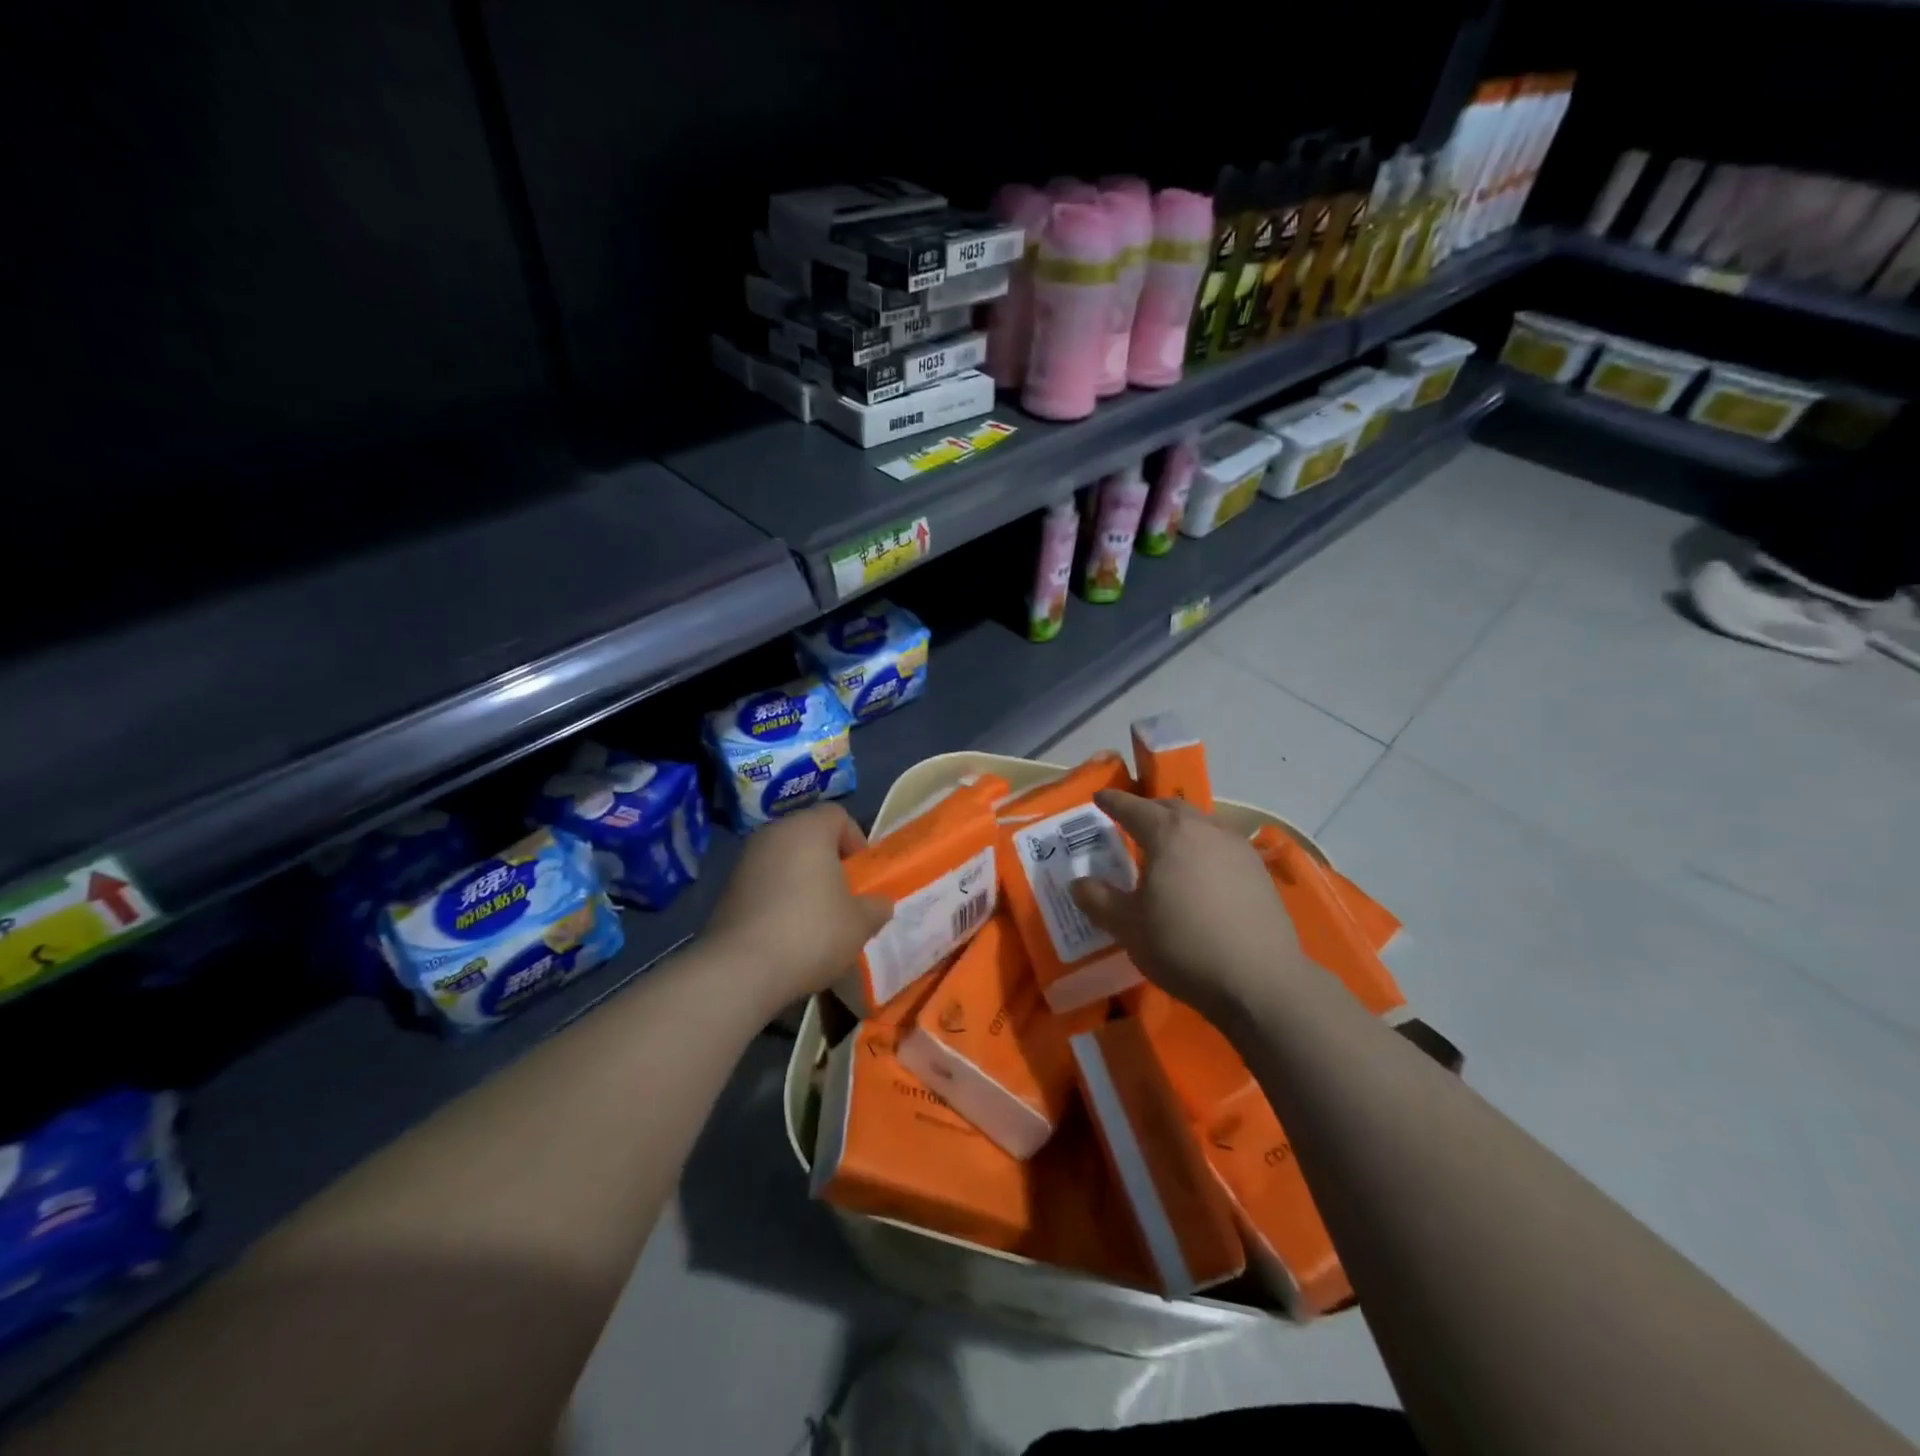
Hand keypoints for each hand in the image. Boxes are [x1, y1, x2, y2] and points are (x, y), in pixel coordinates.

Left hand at [702, 803, 893, 1010]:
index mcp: (808, 829)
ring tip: (815, 919)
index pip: (838, 815)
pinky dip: (778, 898)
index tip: (861, 875)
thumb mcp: (860, 923)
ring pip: (784, 860)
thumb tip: (879, 903)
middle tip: (843, 897)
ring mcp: (745, 860)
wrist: (741, 969)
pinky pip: (763, 883)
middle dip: (828, 862)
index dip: (856, 841)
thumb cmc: (812, 932)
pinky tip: (786, 933)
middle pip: (809, 836)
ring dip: (802, 881)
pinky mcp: (727, 889)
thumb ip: (876, 906)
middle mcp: (773, 834)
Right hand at [1069, 790, 1308, 1023]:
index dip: (1113, 801)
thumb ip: (1098, 899)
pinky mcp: (1259, 871)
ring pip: (1201, 824)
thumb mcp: (1127, 927)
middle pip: (1170, 809)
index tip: (1099, 797)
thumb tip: (1078, 883)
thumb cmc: (1183, 946)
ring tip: (1166, 847)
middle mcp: (1205, 829)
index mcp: (1168, 834)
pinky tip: (1200, 872)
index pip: (1132, 808)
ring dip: (1179, 828)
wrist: (1260, 981)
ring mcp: (1237, 848)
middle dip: (1147, 810)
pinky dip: (1202, 847)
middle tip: (1130, 822)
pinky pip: (1221, 845)